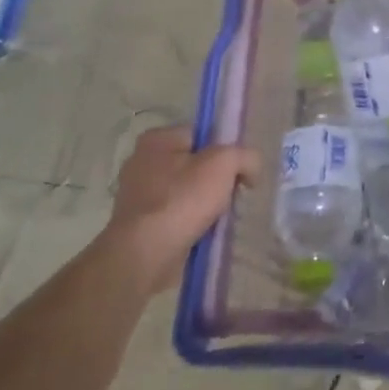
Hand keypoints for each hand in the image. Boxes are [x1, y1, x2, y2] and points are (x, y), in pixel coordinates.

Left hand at [106, 126, 258, 288]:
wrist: (146, 254)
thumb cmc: (182, 199)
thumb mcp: (225, 163)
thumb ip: (246, 156)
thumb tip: (250, 170)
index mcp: (157, 140)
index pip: (203, 135)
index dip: (226, 149)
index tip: (239, 170)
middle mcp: (142, 163)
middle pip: (196, 164)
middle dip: (217, 179)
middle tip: (232, 194)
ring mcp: (138, 196)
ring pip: (188, 191)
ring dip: (207, 203)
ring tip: (220, 216)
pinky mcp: (140, 224)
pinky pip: (177, 215)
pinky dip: (192, 222)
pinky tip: (205, 231)